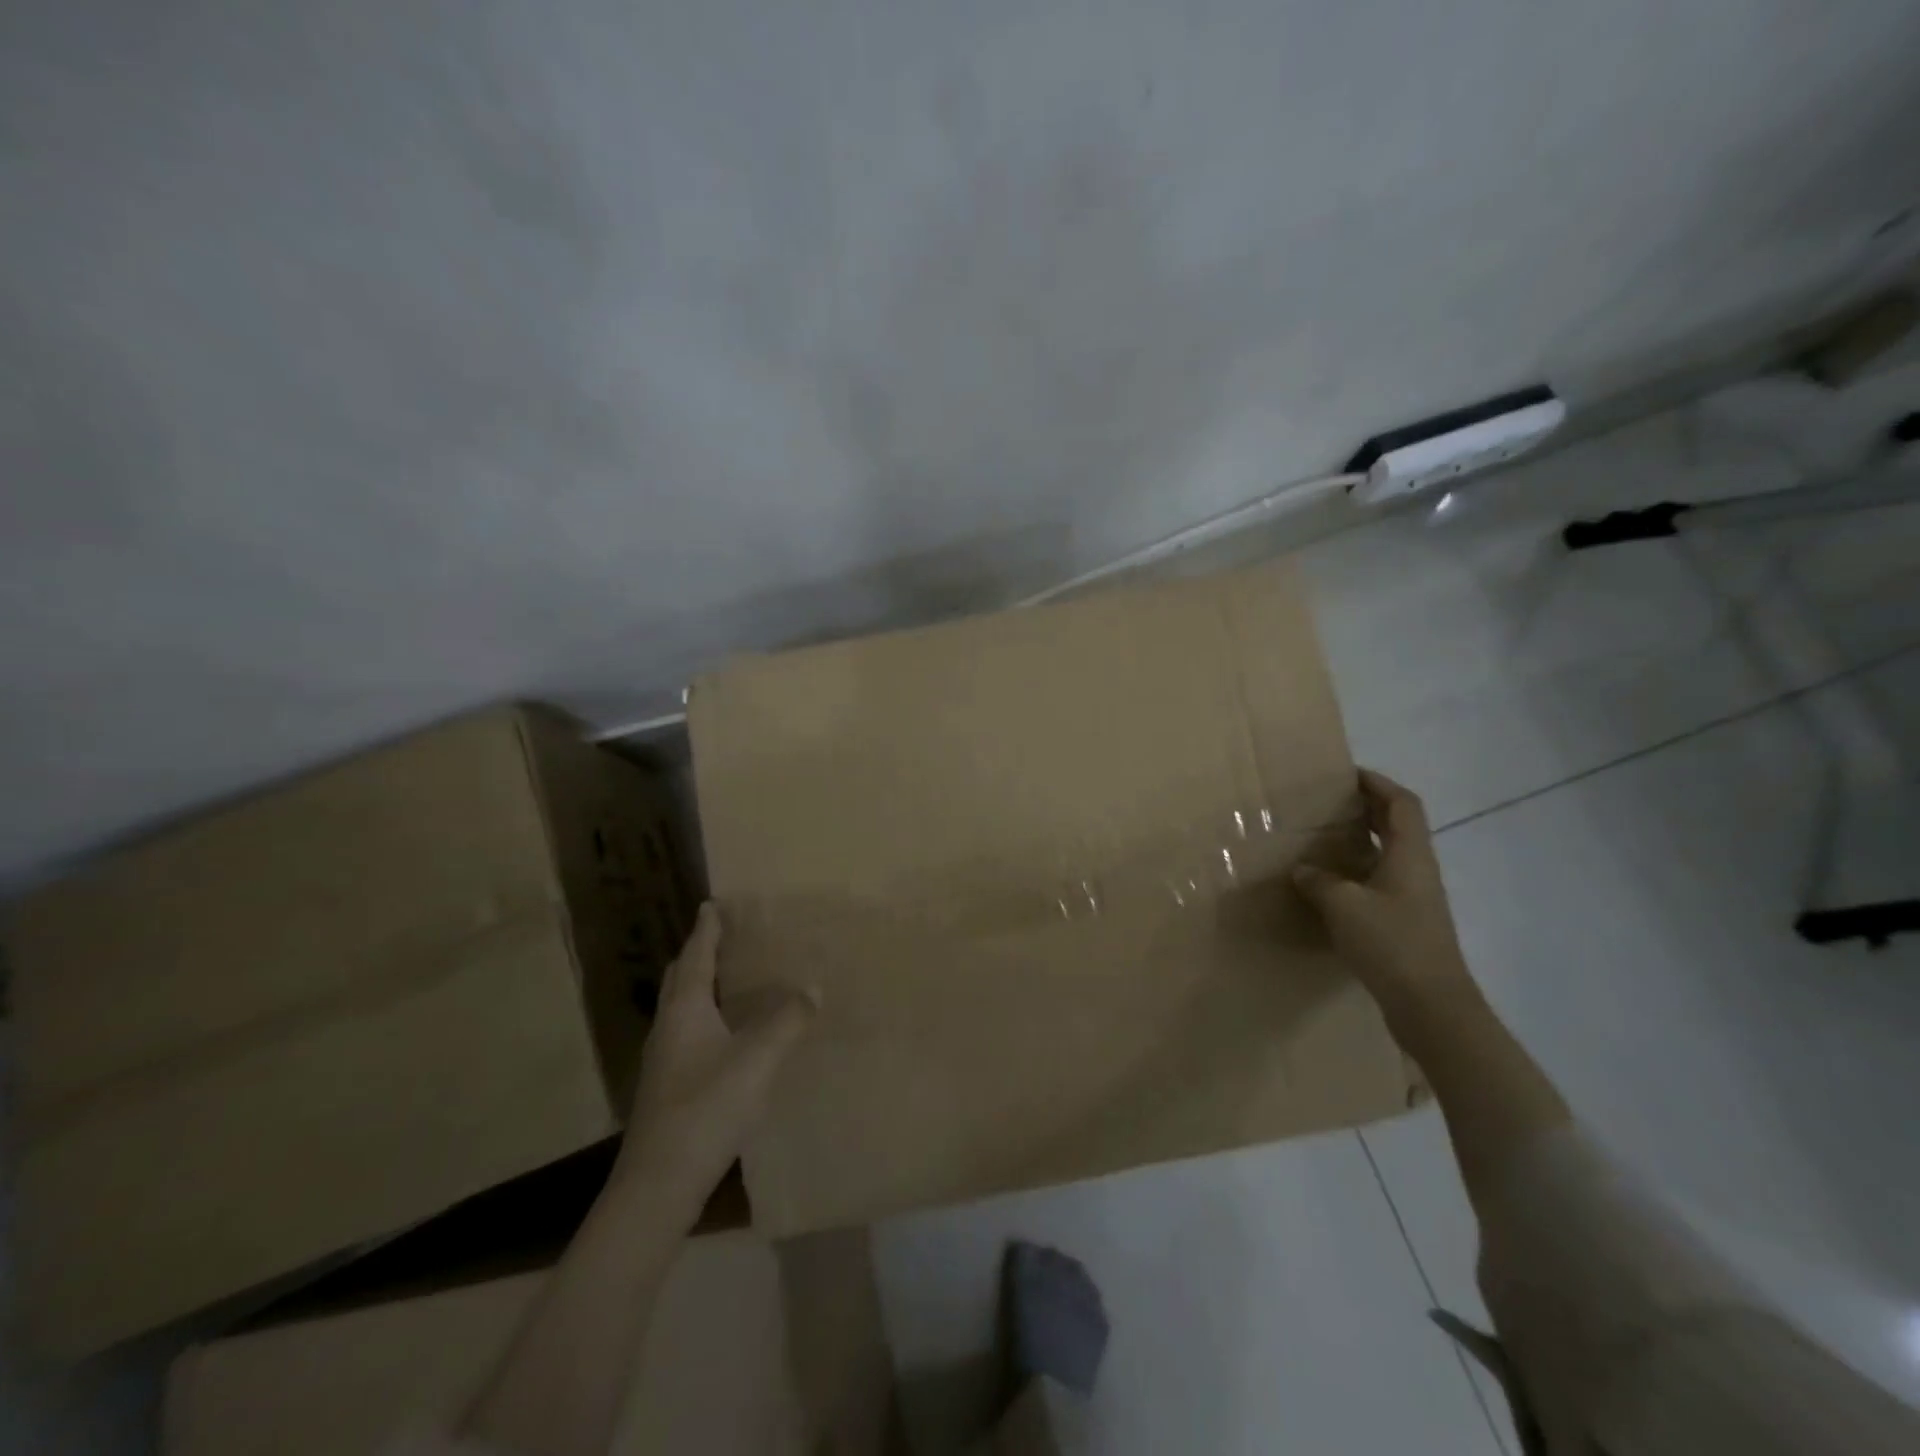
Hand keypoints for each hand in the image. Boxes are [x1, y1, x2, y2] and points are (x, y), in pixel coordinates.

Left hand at [615, 902, 816, 1214]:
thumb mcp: (757, 1060)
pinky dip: (706, 1017)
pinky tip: (726, 1035)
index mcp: (685, 1009)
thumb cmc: (707, 1108)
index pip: (695, 956)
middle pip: (680, 978)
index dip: (706, 929)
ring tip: (730, 979)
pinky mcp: (668, 1087)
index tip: (712, 904)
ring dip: (701, 986)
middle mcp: (668, 1027)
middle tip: (724, 937)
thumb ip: (788, 1020)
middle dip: (699, 954)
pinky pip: (688, 1033)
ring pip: (681, 1007)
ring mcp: (663, 1060)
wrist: (658, 1182)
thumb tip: (813, 986)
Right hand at [1293, 770, 1478, 1031]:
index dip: (1378, 784)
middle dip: (1368, 809)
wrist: (1431, 1006)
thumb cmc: (1391, 943)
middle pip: (1399, 826)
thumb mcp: (1344, 905)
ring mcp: (1416, 899)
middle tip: (1330, 804)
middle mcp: (1418, 870)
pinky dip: (1358, 873)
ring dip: (1363, 841)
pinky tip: (1331, 887)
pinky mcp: (1407, 924)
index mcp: (1410, 855)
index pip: (1402, 804)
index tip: (1348, 775)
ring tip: (1324, 840)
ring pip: (1390, 855)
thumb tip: (1304, 870)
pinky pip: (1382, 883)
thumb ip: (1320, 881)